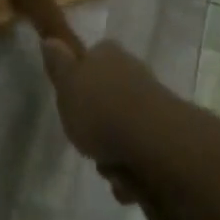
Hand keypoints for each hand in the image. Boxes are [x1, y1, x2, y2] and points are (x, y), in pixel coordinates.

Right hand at [41, 37, 216, 219]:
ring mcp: (155, 105)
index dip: (82, 77)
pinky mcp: (168, 136)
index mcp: (110, 56)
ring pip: (124, 130)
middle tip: (85, 140)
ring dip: (113, 154)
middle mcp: (135, 75)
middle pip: (109, 98)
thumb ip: (59, 65)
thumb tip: (51, 39)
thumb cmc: (100, 110)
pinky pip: (141, 156)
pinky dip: (133, 171)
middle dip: (97, 125)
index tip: (71, 98)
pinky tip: (127, 181)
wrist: (153, 142)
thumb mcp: (67, 86)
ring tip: (109, 167)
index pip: (94, 56)